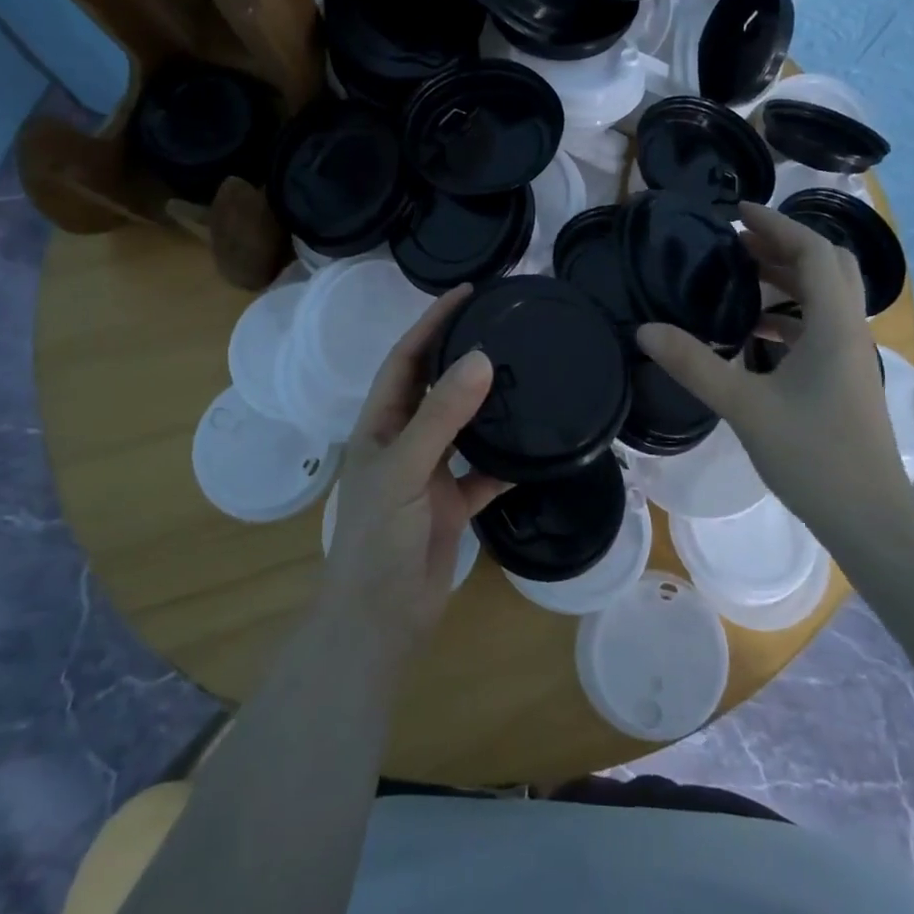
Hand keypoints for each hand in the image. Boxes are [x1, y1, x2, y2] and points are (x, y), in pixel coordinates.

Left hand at [320, 285, 506, 654]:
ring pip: (463, 426)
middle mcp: (404, 441)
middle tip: (503, 325)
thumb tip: (480, 359)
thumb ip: (441, 416)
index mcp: (380, 424)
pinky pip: (485, 471)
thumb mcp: (404, 469)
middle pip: (435, 385)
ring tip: (526, 373)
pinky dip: (507, 461)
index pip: (407, 358)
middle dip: (462, 353)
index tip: (467, 293)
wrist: (380, 620)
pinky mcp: (452, 503)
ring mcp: (429, 473)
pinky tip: (536, 447)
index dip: (432, 323)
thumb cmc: (377, 538)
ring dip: (488, 403)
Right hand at [635, 202, 913, 535]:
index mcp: (835, 326)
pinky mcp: (845, 380)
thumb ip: (694, 364)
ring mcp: (852, 357)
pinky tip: (755, 332)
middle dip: (785, 245)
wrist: (871, 521)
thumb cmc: (813, 457)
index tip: (737, 213)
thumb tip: (644, 330)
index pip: (814, 252)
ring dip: (788, 279)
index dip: (777, 225)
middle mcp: (850, 331)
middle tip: (739, 243)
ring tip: (741, 278)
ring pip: (826, 298)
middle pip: (829, 266)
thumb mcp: (745, 407)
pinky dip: (790, 315)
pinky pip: (820, 327)